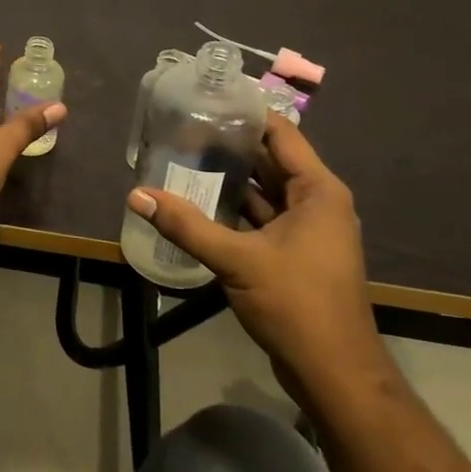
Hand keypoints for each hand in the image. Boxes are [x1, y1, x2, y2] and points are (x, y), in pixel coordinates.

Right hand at [125, 114, 393, 406]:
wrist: (333, 371)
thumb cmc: (296, 303)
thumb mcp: (237, 260)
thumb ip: (186, 225)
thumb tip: (136, 194)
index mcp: (318, 191)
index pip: (282, 134)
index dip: (247, 114)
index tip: (208, 100)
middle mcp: (317, 203)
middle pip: (271, 160)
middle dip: (230, 146)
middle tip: (184, 129)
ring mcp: (308, 230)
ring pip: (265, 191)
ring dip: (230, 179)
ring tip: (184, 159)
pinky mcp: (295, 254)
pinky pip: (263, 218)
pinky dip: (235, 209)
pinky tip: (199, 204)